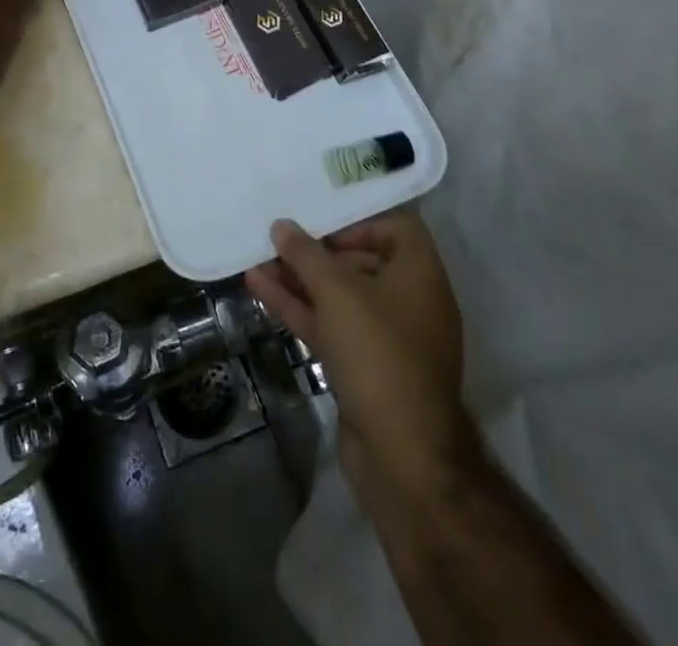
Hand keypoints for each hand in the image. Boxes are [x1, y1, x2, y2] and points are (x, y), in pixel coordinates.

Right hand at [246, 209, 475, 531]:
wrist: (402, 457)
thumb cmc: (379, 354)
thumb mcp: (338, 293)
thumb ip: (306, 254)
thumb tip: (282, 225)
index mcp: (420, 276)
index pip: (396, 228)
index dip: (358, 220)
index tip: (322, 222)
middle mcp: (408, 302)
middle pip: (361, 261)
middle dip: (316, 251)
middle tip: (278, 239)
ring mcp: (385, 338)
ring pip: (338, 296)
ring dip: (299, 279)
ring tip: (257, 259)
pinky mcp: (363, 367)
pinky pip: (330, 324)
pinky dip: (299, 307)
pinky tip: (259, 289)